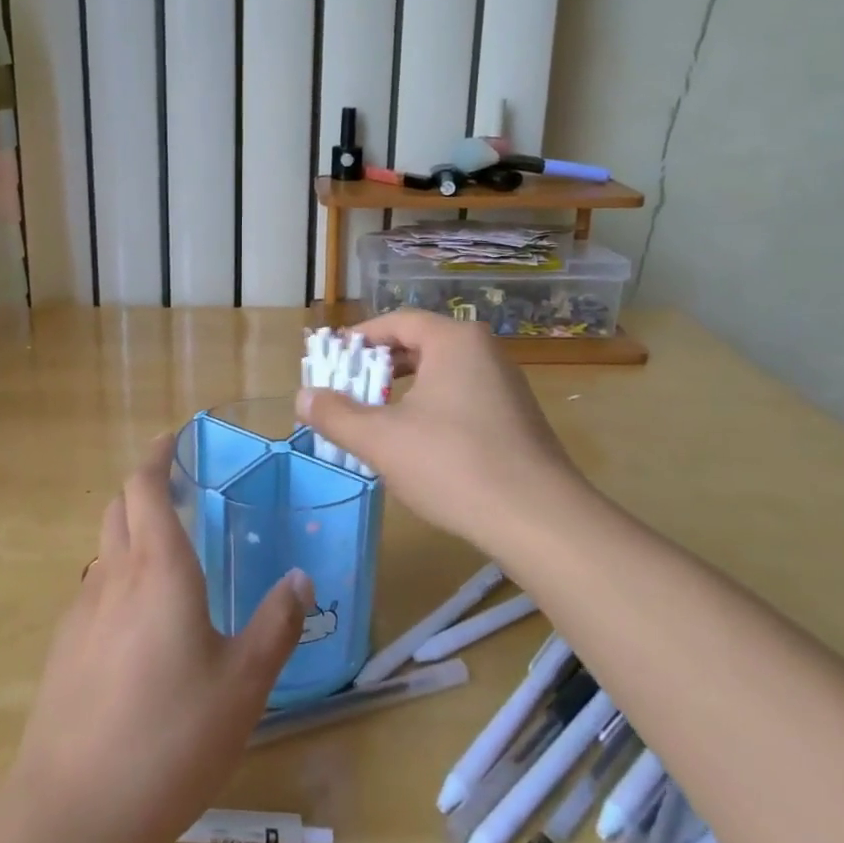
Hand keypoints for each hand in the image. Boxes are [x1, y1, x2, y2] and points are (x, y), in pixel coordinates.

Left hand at [6, 435, 310, 842]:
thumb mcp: (243, 685)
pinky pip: (95, 589)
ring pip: (105, 546)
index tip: (175, 438)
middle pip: (119, 505)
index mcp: (159, 567)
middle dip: (144, 486)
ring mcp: (81, 610)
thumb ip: (275, 626)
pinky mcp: (64, 647)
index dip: (157, 454)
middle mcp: (114, 574)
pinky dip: (118, 577)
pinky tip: (140, 624)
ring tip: (167, 557)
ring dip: (131, 532)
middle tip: (179, 492)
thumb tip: (300, 579)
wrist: (73, 810)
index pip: (145, 484)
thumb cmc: (171, 737)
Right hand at [294, 310, 591, 551]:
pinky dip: (430, 407)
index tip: (332, 360)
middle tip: (348, 389)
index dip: (359, 339)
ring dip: (403, 390)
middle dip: (378, 367)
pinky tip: (417, 442)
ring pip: (440, 373)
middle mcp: (484, 351)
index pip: (396, 322)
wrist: (540, 520)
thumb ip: (336, 415)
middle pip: (419, 345)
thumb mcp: (381, 440)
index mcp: (454, 341)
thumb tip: (302, 396)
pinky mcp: (516, 418)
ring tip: (376, 417)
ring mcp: (505, 385)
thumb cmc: (453, 465)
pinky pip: (461, 397)